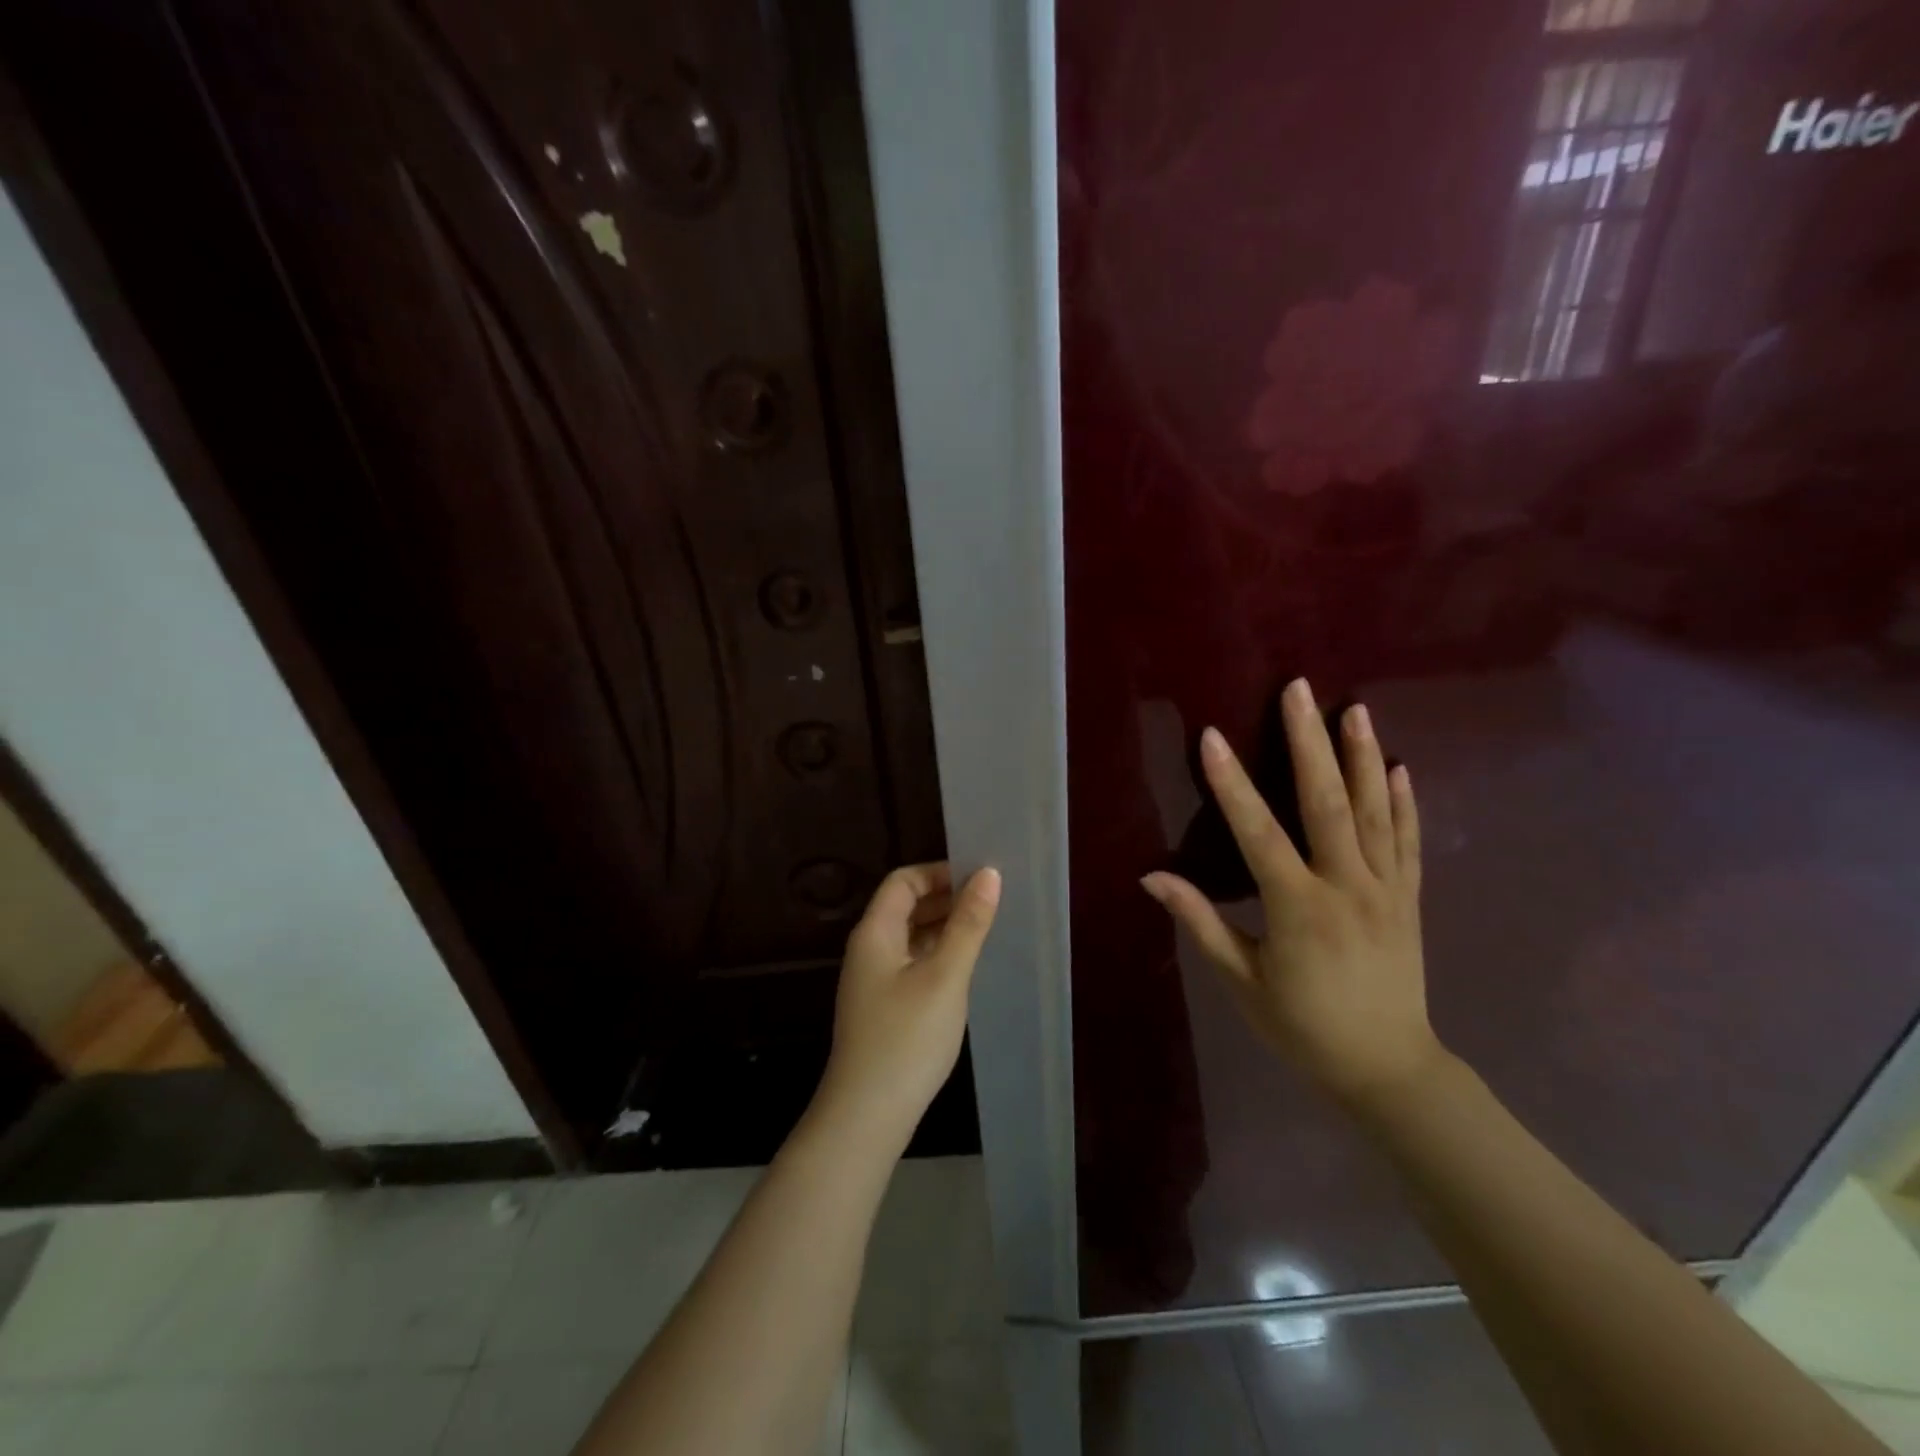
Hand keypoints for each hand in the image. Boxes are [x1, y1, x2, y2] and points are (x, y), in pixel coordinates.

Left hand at [815, 861, 1001, 1148]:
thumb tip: (988, 874)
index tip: (979, 879)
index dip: (939, 873)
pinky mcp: (883, 1007)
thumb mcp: (945, 976)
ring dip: (943, 927)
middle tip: (990, 902)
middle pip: (905, 906)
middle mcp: (869, 949)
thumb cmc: (907, 1038)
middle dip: (945, 898)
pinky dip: (936, 955)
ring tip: (984, 930)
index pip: (903, 881)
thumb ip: (968, 924)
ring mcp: (873, 980)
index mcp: (875, 932)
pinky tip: (964, 968)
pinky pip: (911, 963)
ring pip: (910, 936)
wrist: (867, 1115)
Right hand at [1141, 678, 1439, 1104]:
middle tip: (1300, 691)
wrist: (1387, 1069)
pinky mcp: (1410, 900)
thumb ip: (1201, 922)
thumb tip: (1152, 876)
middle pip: (1327, 804)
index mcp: (1298, 909)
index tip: (1214, 738)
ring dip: (1363, 757)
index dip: (1233, 784)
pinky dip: (1405, 803)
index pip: (1259, 834)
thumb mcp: (1241, 981)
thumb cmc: (1302, 1027)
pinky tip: (1399, 767)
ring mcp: (1386, 891)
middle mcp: (1347, 888)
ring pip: (1375, 813)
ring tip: (1354, 709)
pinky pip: (1409, 843)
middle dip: (1310, 743)